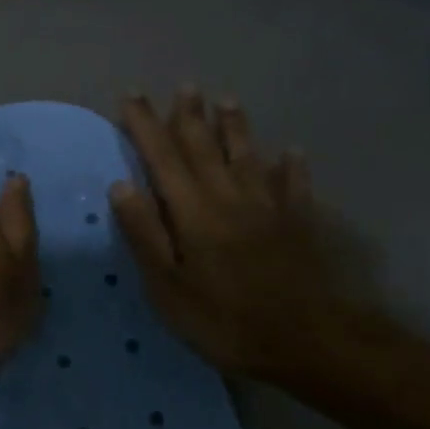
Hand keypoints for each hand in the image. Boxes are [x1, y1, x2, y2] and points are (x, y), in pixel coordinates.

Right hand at [109, 88, 375, 380]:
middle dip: (189, 116)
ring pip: (248, 157)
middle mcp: (230, 197)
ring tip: (227, 100)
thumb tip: (122, 185)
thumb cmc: (225, 320)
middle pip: (206, 147)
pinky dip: (292, 167)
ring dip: (235, 128)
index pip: (162, 157)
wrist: (307, 343)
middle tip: (183, 86)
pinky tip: (292, 152)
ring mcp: (269, 209)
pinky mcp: (298, 225)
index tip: (131, 96)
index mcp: (193, 211)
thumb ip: (144, 234)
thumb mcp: (167, 286)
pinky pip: (294, 187)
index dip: (145, 125)